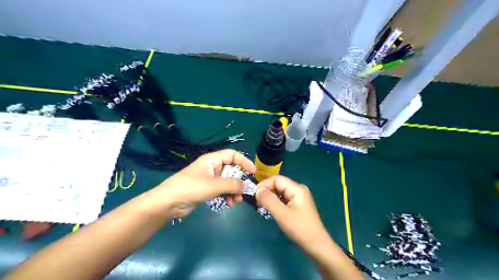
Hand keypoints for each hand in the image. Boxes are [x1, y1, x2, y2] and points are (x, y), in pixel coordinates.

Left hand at [142, 150, 255, 219]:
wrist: (168, 203)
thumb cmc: (191, 188)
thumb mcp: (213, 185)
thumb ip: (232, 184)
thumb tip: (246, 186)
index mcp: (212, 160)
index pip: (232, 155)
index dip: (244, 161)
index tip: (253, 172)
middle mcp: (211, 167)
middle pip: (231, 170)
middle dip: (239, 181)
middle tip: (244, 191)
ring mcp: (209, 179)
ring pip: (227, 181)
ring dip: (233, 190)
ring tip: (236, 201)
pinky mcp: (206, 189)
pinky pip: (221, 190)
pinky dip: (226, 196)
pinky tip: (229, 204)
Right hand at [257, 176, 330, 254]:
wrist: (317, 245)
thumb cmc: (300, 228)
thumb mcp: (282, 214)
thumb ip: (269, 200)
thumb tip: (257, 190)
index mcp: (297, 188)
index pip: (277, 179)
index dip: (265, 184)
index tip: (254, 195)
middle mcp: (298, 190)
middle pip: (279, 184)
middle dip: (267, 191)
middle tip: (257, 201)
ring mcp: (299, 197)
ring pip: (280, 192)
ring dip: (270, 197)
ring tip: (261, 205)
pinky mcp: (298, 205)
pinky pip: (283, 199)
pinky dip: (276, 202)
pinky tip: (270, 209)